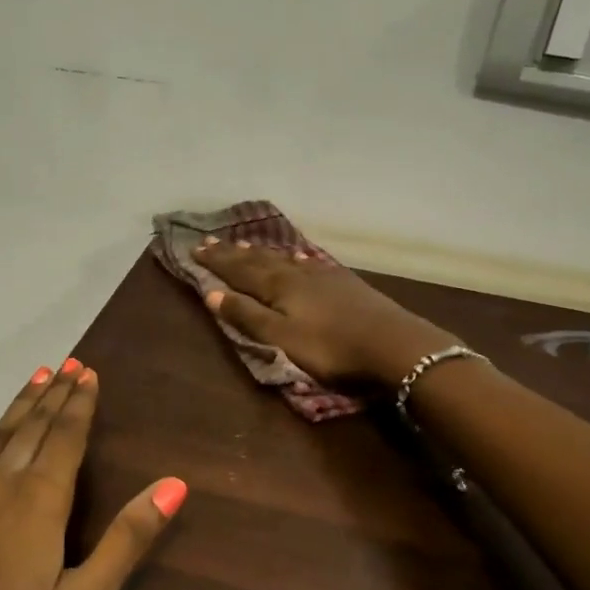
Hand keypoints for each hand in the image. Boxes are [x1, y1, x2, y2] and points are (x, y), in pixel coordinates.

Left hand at [0, 361, 184, 589]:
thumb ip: (126, 540)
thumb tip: (175, 483)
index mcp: (38, 503)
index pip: (66, 438)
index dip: (80, 404)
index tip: (89, 373)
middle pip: (30, 430)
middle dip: (53, 396)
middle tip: (68, 364)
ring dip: (15, 408)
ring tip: (34, 379)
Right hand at [196, 238, 457, 386]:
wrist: (395, 345)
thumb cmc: (331, 348)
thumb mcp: (281, 339)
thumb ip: (247, 316)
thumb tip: (211, 293)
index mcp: (278, 287)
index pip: (239, 269)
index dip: (217, 261)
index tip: (195, 249)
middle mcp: (298, 273)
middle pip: (259, 260)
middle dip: (234, 252)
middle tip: (212, 241)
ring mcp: (324, 276)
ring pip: (285, 259)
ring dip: (262, 253)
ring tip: (246, 244)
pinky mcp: (345, 284)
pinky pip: (310, 264)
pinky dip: (295, 259)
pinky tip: (299, 258)